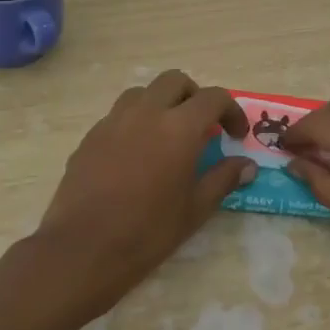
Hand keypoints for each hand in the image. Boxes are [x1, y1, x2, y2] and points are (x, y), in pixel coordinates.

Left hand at [36, 71, 256, 312]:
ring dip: (161, 104)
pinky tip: (136, 155)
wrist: (82, 248)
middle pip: (175, 81)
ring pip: (143, 92)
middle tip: (202, 127)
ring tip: (167, 136)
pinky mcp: (91, 135)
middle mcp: (146, 112)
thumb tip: (247, 165)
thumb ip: (223, 179)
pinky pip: (119, 115)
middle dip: (194, 97)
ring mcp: (114, 120)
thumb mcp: (195, 209)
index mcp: (178, 127)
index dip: (231, 111)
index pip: (213, 98)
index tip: (236, 134)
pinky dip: (135, 122)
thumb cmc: (147, 232)